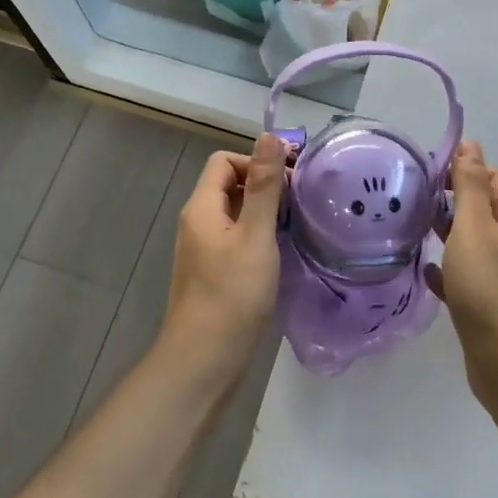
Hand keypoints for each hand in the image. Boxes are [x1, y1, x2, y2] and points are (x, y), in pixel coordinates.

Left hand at [159, 133, 285, 384]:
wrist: (204, 361)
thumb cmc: (232, 294)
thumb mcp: (255, 235)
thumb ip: (264, 186)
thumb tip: (269, 136)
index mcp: (202, 207)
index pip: (224, 161)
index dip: (256, 161)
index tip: (289, 180)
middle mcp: (198, 222)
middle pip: (230, 185)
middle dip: (264, 186)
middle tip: (300, 203)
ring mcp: (204, 250)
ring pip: (236, 214)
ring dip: (264, 212)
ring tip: (296, 225)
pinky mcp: (214, 273)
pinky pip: (237, 239)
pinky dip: (258, 237)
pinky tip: (281, 252)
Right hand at [430, 140, 497, 377]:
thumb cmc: (488, 289)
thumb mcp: (473, 228)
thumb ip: (469, 185)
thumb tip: (471, 143)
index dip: (468, 170)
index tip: (434, 177)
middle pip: (488, 210)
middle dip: (457, 202)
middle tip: (421, 204)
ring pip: (478, 245)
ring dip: (452, 235)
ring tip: (419, 231)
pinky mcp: (496, 307)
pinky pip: (472, 278)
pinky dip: (451, 271)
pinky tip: (428, 273)